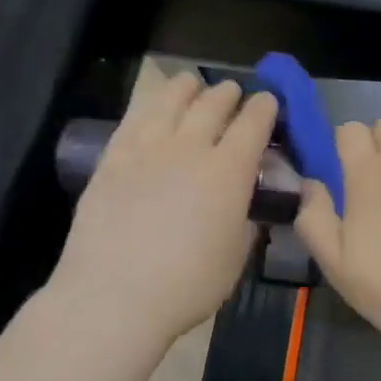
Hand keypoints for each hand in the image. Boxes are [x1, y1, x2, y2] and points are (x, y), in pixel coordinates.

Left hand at [55, 70, 278, 346]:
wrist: (114, 296)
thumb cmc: (187, 285)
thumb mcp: (235, 257)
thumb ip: (244, 222)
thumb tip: (246, 205)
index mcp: (228, 172)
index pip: (253, 124)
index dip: (264, 108)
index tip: (268, 102)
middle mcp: (190, 148)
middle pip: (213, 105)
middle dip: (228, 94)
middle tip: (234, 93)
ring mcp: (146, 149)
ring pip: (170, 101)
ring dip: (187, 89)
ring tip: (192, 84)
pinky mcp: (112, 159)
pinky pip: (134, 120)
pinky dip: (149, 107)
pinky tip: (152, 109)